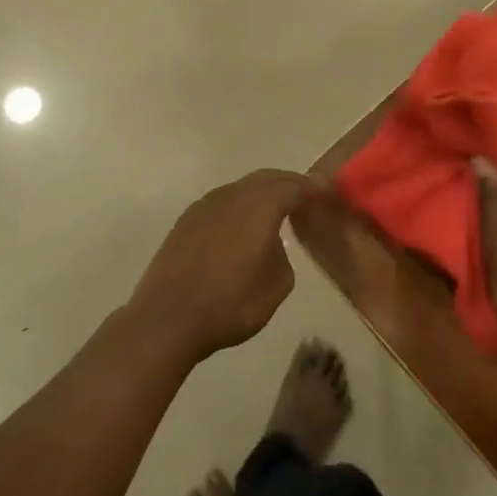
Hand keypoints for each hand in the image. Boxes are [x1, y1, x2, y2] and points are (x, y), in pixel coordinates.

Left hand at [130, 169, 317, 361]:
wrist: (168, 317)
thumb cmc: (230, 303)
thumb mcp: (277, 284)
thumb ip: (282, 253)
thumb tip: (271, 241)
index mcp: (261, 205)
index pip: (294, 186)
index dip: (314, 188)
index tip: (328, 191)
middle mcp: (233, 194)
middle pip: (267, 178)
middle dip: (289, 183)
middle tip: (306, 195)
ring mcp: (206, 204)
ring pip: (242, 187)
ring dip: (262, 193)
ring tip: (277, 208)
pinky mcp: (187, 219)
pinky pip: (223, 202)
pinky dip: (240, 205)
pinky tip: (242, 225)